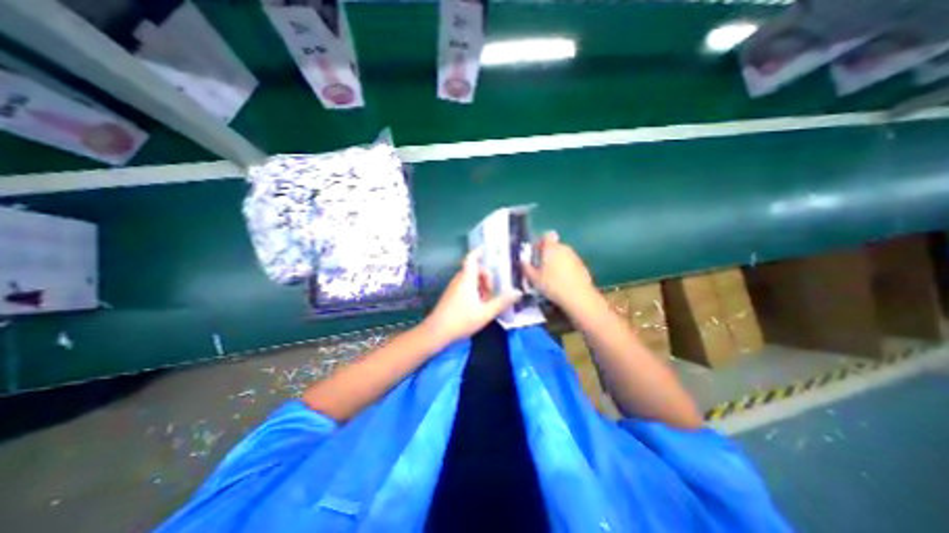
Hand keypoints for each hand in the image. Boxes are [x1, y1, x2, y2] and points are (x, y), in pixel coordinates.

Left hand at [422, 247, 521, 347]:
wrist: (436, 332)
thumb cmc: (462, 320)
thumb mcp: (486, 312)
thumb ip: (502, 302)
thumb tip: (518, 292)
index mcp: (467, 279)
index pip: (472, 259)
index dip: (479, 252)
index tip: (486, 249)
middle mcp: (459, 280)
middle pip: (474, 270)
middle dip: (486, 278)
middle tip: (492, 294)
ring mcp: (453, 287)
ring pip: (470, 279)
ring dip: (481, 287)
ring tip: (486, 302)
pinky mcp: (451, 295)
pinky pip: (465, 286)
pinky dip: (474, 291)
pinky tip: (477, 306)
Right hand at [523, 231, 594, 312]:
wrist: (578, 296)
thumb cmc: (553, 285)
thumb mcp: (534, 279)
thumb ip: (526, 268)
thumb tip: (522, 261)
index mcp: (551, 248)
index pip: (546, 235)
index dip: (540, 242)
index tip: (535, 252)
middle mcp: (564, 248)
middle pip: (554, 246)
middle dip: (547, 253)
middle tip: (540, 267)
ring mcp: (575, 256)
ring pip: (562, 254)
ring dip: (556, 261)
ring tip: (551, 276)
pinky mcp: (582, 266)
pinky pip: (570, 262)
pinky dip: (565, 268)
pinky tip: (562, 281)